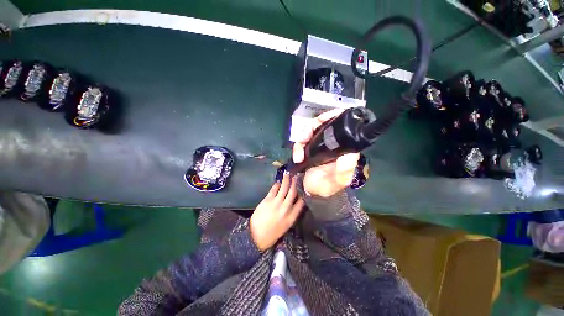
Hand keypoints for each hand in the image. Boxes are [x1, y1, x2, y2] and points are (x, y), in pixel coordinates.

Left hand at [250, 174, 304, 250]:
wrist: (256, 236)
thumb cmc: (272, 234)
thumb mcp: (286, 227)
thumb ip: (291, 215)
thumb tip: (293, 203)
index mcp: (292, 217)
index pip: (301, 203)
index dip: (302, 195)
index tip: (302, 189)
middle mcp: (286, 208)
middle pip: (292, 192)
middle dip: (294, 184)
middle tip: (295, 177)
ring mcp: (276, 203)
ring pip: (284, 188)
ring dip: (286, 180)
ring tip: (288, 175)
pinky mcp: (267, 200)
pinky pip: (274, 189)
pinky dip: (276, 185)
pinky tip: (278, 182)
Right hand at [293, 109, 359, 197]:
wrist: (311, 192)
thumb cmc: (326, 187)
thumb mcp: (337, 181)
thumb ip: (344, 170)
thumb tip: (351, 153)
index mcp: (344, 148)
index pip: (344, 125)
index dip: (335, 116)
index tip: (324, 118)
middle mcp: (333, 143)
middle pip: (325, 124)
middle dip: (314, 126)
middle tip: (305, 137)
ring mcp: (320, 145)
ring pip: (312, 131)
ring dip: (303, 138)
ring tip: (298, 153)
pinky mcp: (310, 148)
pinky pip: (303, 141)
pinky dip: (298, 146)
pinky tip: (297, 157)